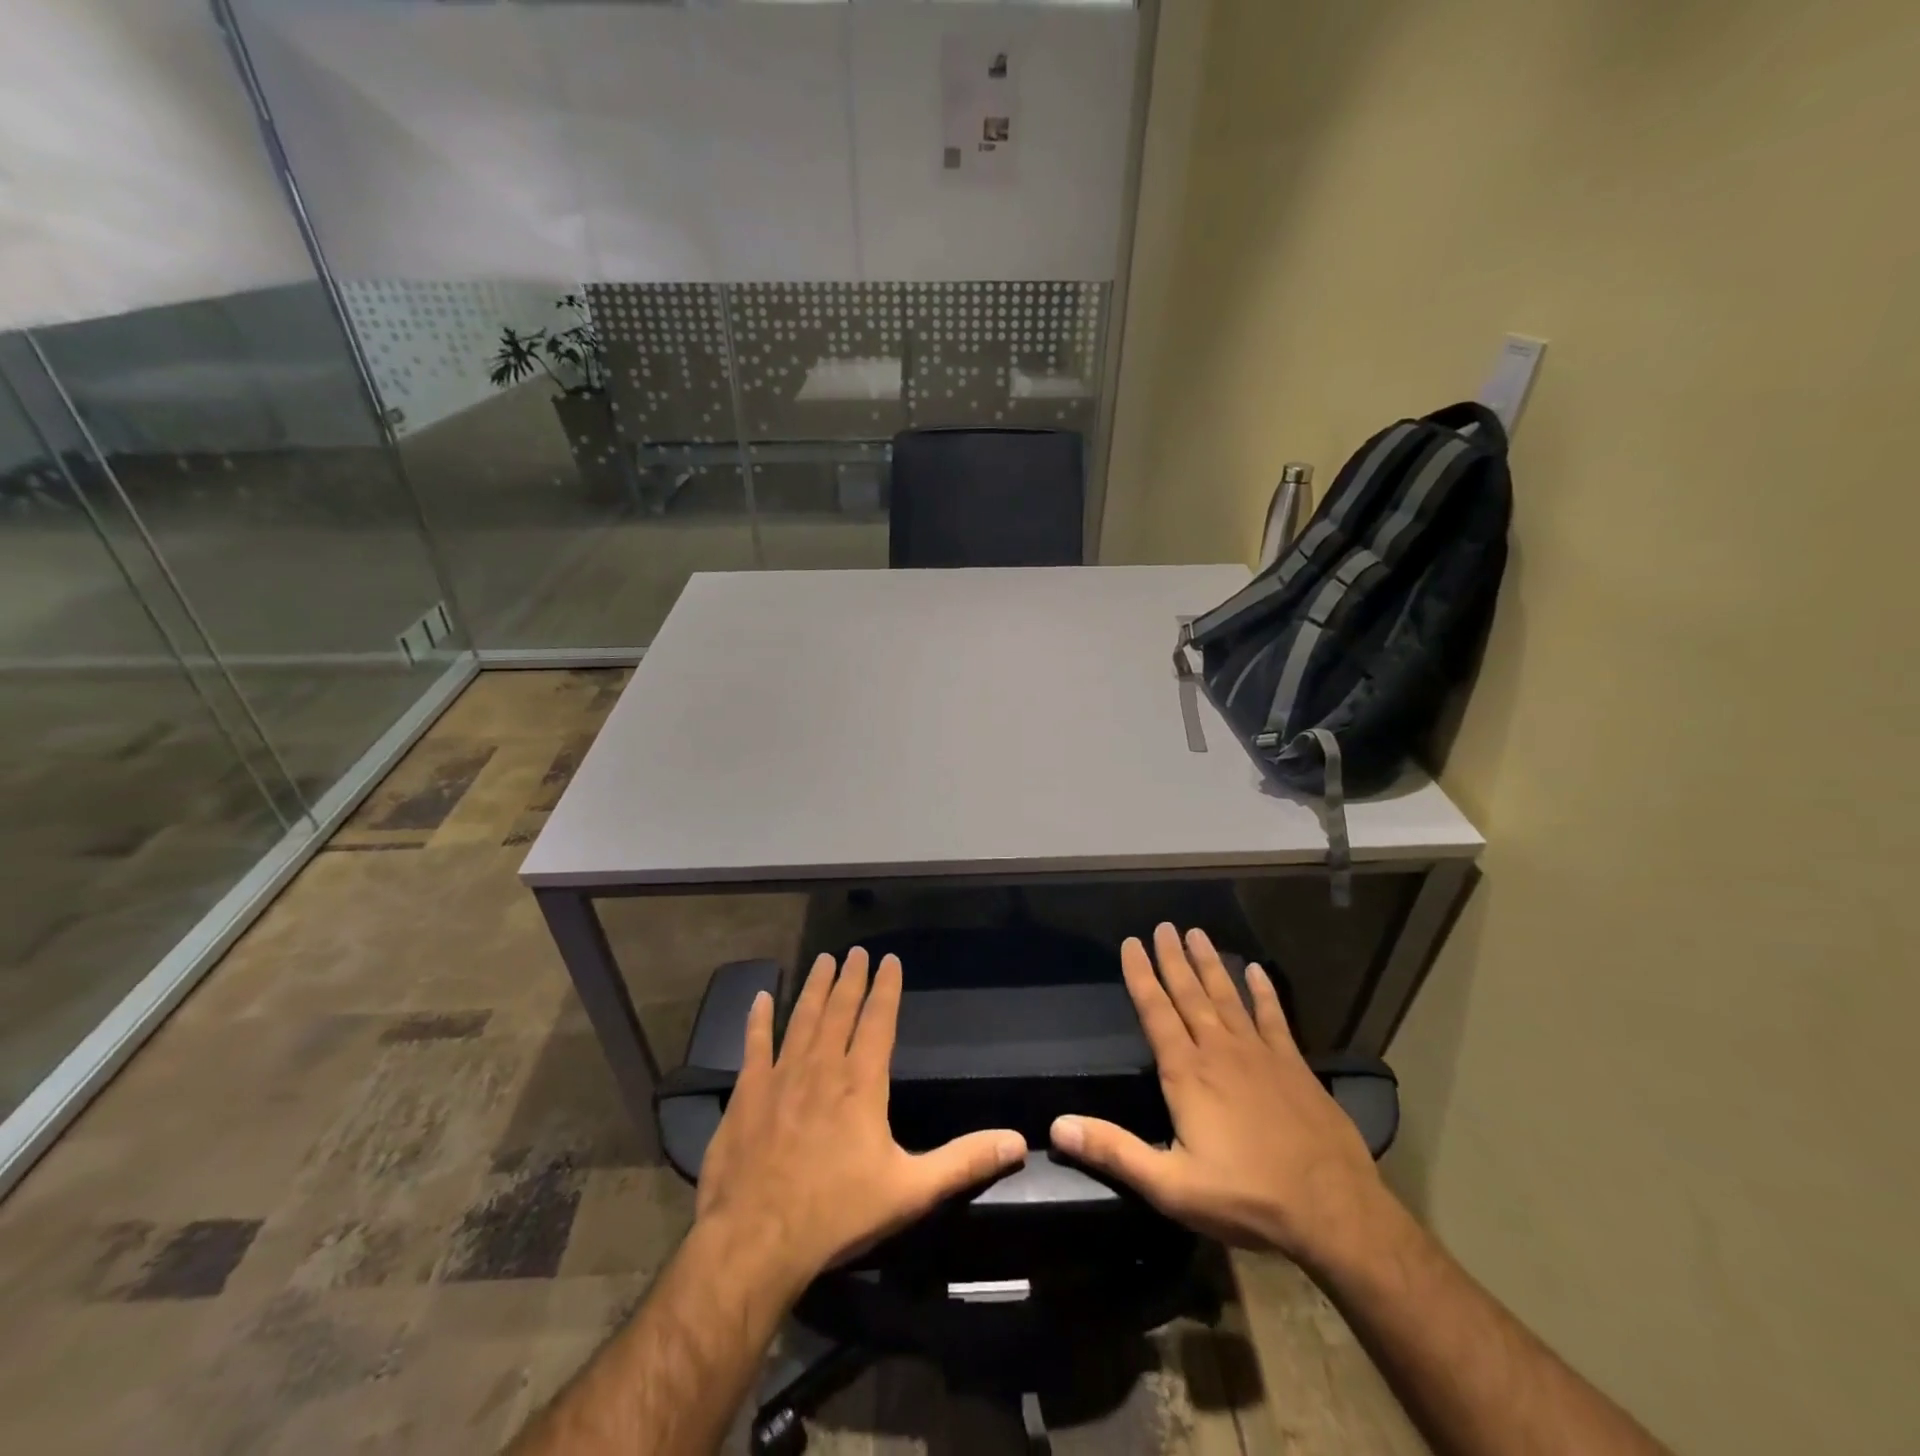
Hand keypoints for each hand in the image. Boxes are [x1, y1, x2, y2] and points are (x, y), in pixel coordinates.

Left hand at [695, 948, 1027, 1297]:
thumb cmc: (837, 1214)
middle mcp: (822, 1067)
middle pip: (840, 1010)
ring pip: (802, 1018)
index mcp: (862, 1083)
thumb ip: (964, 1162)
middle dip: (851, 978)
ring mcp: (781, 1076)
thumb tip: (1018, 1142)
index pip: (878, 1021)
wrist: (756, 1241)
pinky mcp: (747, 1094)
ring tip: (823, 960)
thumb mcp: (911, 1191)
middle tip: (856, 950)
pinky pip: (754, 1045)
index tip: (890, 959)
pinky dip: (757, 1020)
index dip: (886, 988)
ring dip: (814, 987)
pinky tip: (760, 998)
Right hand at [1050, 924, 1384, 1265]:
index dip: (1140, 976)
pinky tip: (1255, 970)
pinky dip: (1263, 992)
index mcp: (1187, 1073)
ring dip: (1210, 964)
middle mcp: (1219, 1051)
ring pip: (1227, 996)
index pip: (1155, 1012)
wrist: (1333, 1210)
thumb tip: (1057, 1125)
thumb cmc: (1246, 1197)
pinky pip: (1274, 1017)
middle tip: (1163, 926)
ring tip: (1196, 933)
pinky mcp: (1294, 1065)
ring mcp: (1260, 1054)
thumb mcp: (1170, 1186)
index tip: (1131, 943)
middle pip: (1190, 995)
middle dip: (1173, 959)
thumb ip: (1114, 1151)